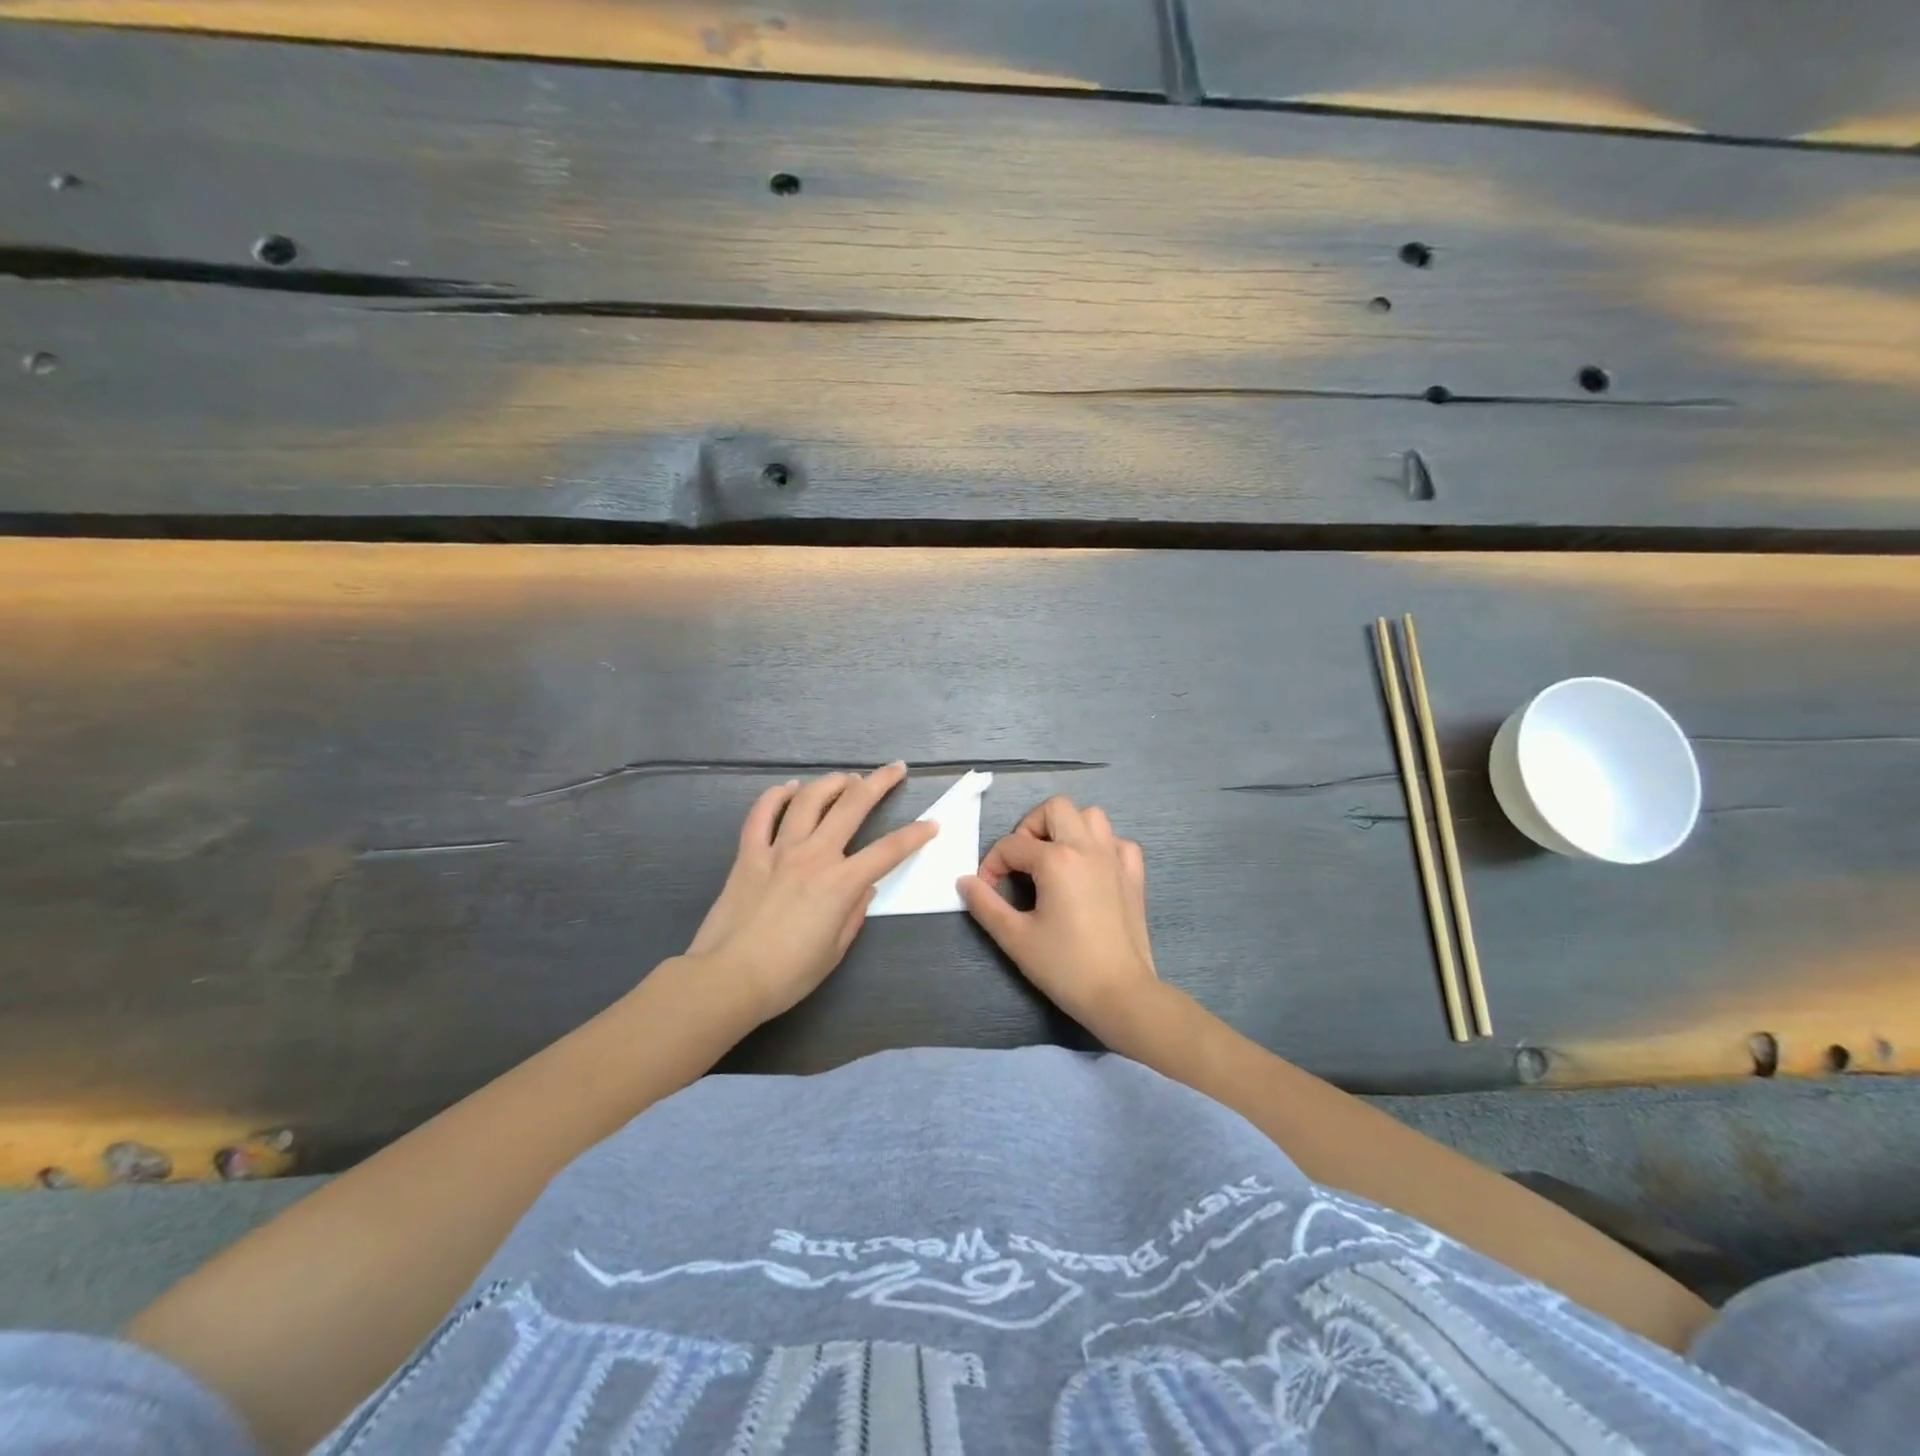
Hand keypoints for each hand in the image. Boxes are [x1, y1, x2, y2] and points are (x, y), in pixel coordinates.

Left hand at [688, 763, 936, 1023]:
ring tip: (845, 779)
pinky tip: (788, 788)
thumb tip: (863, 889)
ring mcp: (778, 850)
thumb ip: (853, 914)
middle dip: (879, 783)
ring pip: (808, 800)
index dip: (915, 835)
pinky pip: (761, 814)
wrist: (728, 978)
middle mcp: (814, 856)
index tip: (932, 824)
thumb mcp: (835, 950)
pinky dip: (775, 796)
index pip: (888, 850)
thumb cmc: (788, 974)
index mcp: (841, 883)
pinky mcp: (748, 854)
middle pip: (852, 806)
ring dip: (831, 783)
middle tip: (895, 769)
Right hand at [959, 796, 1157, 1036]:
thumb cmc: (1064, 966)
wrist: (1120, 994)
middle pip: (1055, 809)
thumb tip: (965, 881)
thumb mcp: (1015, 937)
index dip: (992, 865)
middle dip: (1030, 827)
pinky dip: (1101, 846)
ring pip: (1091, 816)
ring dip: (1067, 828)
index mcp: (1056, 860)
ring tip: (1053, 858)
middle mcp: (1087, 848)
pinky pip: (1118, 842)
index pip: (1012, 845)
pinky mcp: (1134, 876)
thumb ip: (985, 904)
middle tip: (1021, 861)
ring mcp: (1115, 859)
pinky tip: (1089, 870)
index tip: (987, 890)